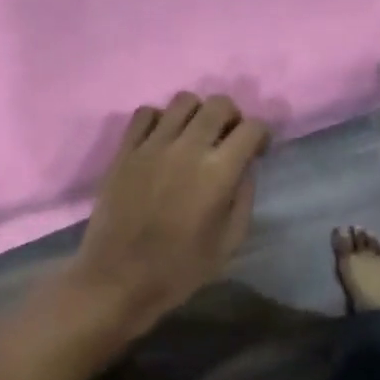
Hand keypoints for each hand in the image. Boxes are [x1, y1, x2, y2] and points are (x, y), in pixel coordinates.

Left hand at [68, 93, 270, 344]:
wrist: (118, 279)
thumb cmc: (179, 269)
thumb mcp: (229, 242)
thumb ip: (243, 198)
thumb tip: (244, 167)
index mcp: (218, 173)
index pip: (252, 128)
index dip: (262, 135)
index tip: (257, 151)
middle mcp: (187, 148)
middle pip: (218, 104)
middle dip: (233, 116)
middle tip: (228, 139)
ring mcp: (152, 145)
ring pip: (183, 100)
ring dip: (197, 113)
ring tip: (194, 136)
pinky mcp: (125, 150)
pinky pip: (145, 112)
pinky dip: (160, 118)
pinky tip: (162, 140)